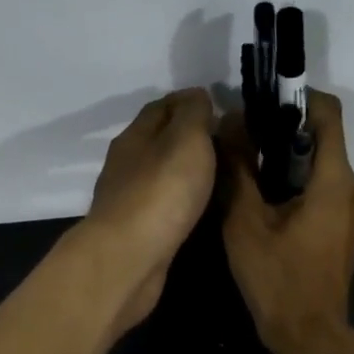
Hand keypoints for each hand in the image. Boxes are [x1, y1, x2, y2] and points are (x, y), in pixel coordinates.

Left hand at [83, 88, 216, 333]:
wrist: (129, 258)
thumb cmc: (161, 191)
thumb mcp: (186, 139)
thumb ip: (194, 114)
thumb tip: (197, 96)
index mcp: (134, 136)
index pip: (161, 107)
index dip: (190, 102)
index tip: (220, 106)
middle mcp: (126, 163)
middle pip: (158, 139)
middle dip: (189, 136)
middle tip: (227, 142)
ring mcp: (128, 199)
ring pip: (160, 173)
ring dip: (185, 169)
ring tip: (220, 173)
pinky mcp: (136, 231)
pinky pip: (164, 204)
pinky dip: (182, 198)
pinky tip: (199, 206)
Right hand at [217, 90, 353, 353]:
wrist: (309, 335)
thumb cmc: (278, 278)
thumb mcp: (246, 222)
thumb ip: (238, 169)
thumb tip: (228, 124)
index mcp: (333, 180)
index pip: (327, 113)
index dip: (297, 95)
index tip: (261, 100)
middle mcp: (351, 187)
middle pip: (322, 137)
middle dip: (282, 127)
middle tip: (241, 133)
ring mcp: (350, 209)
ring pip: (319, 163)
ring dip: (285, 156)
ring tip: (244, 162)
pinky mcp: (342, 227)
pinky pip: (320, 187)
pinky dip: (293, 179)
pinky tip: (261, 195)